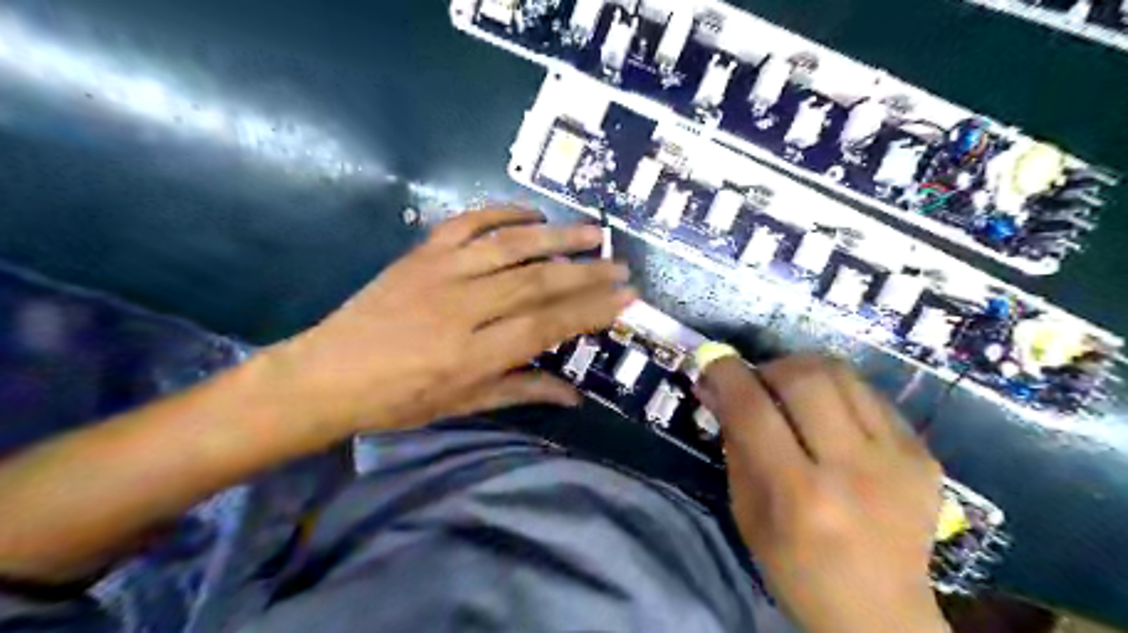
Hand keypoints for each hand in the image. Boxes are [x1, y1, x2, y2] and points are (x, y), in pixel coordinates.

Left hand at [266, 208, 633, 434]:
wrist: (327, 374)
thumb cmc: (398, 401)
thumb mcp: (463, 405)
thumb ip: (521, 391)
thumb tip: (574, 395)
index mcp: (472, 355)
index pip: (545, 325)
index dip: (590, 310)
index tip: (625, 299)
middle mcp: (461, 308)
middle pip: (536, 283)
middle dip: (586, 274)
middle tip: (621, 266)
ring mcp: (439, 273)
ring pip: (510, 247)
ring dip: (557, 237)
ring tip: (594, 233)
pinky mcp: (420, 254)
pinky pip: (468, 223)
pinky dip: (502, 213)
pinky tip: (532, 215)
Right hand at [699, 354, 948, 631]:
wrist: (881, 613)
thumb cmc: (795, 568)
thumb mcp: (746, 511)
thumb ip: (733, 443)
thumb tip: (714, 386)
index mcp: (799, 495)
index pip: (754, 410)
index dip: (728, 374)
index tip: (713, 360)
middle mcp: (852, 470)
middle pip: (805, 377)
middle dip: (770, 366)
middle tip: (758, 382)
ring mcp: (898, 459)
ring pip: (843, 374)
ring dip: (804, 370)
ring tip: (791, 390)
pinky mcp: (924, 455)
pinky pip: (871, 395)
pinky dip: (838, 392)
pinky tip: (830, 415)